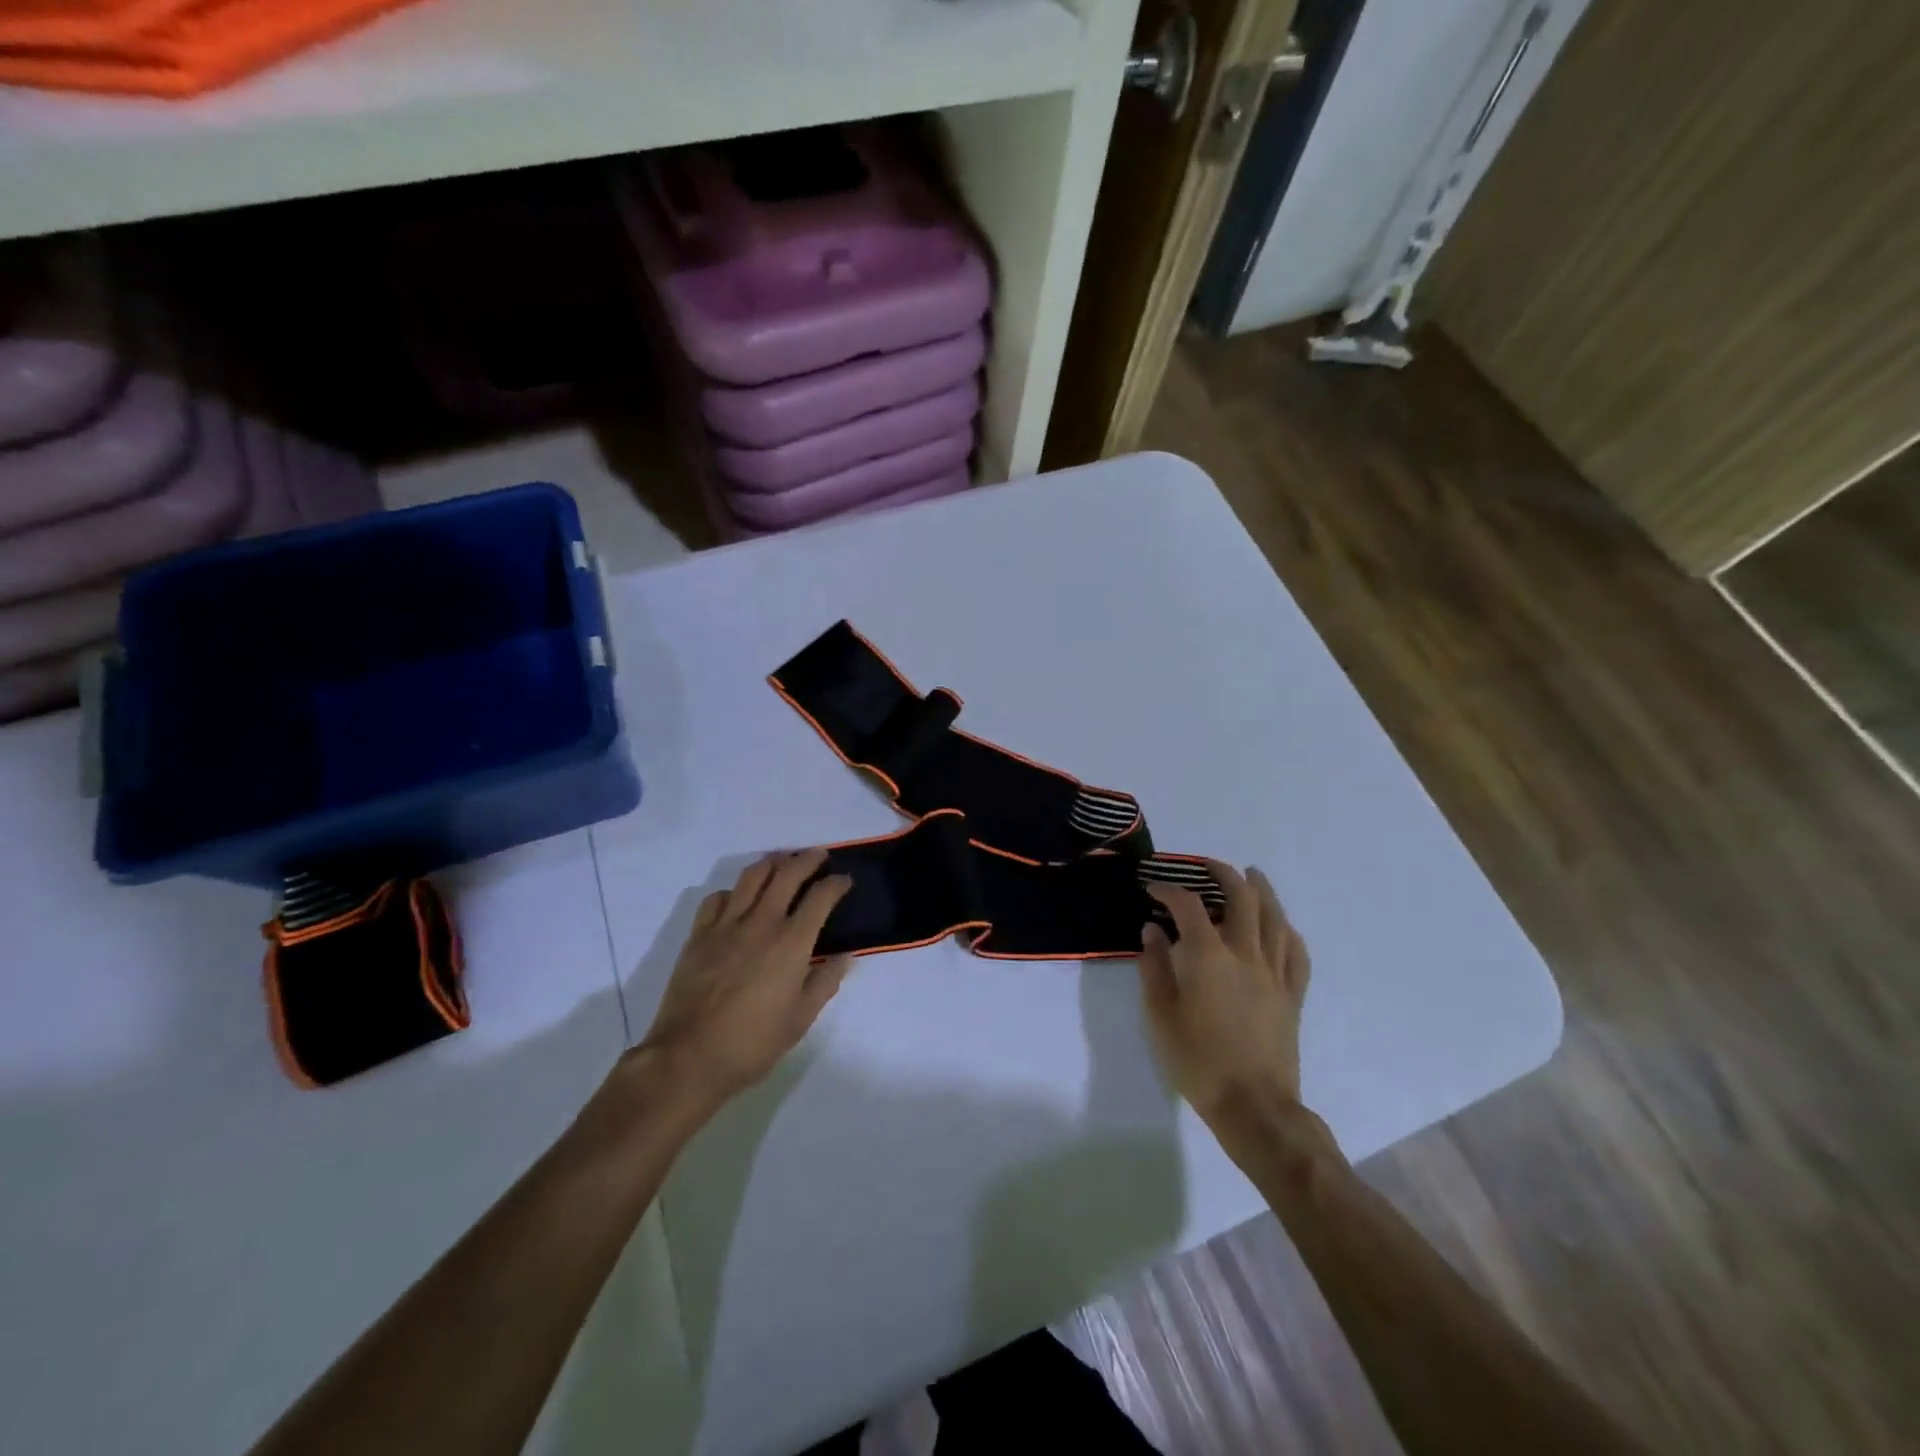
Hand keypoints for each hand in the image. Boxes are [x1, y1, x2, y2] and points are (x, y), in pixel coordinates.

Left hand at [638, 849, 854, 1114]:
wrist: (689, 1057)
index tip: (844, 881)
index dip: (836, 884)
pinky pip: (717, 898)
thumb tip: (845, 955)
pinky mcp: (699, 935)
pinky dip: (733, 891)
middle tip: (818, 856)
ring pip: (751, 877)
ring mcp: (726, 925)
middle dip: (807, 859)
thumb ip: (825, 981)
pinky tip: (738, 899)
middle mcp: (761, 922)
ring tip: (781, 862)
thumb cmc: (753, 1043)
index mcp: (792, 942)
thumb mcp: (801, 1019)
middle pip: (787, 874)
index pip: (821, 897)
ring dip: (771, 863)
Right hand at [1139, 863, 1310, 1125]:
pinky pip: (1296, 952)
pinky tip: (1280, 925)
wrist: (1254, 1106)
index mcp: (1208, 957)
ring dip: (1262, 890)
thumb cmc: (1198, 1062)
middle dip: (1222, 873)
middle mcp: (1245, 954)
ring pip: (1275, 917)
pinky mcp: (1292, 994)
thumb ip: (1154, 967)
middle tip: (1205, 865)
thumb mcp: (1160, 1016)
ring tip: (1251, 876)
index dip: (1168, 889)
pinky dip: (1286, 930)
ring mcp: (1274, 973)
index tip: (1152, 887)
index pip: (1187, 905)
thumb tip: (1152, 930)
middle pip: (1241, 897)